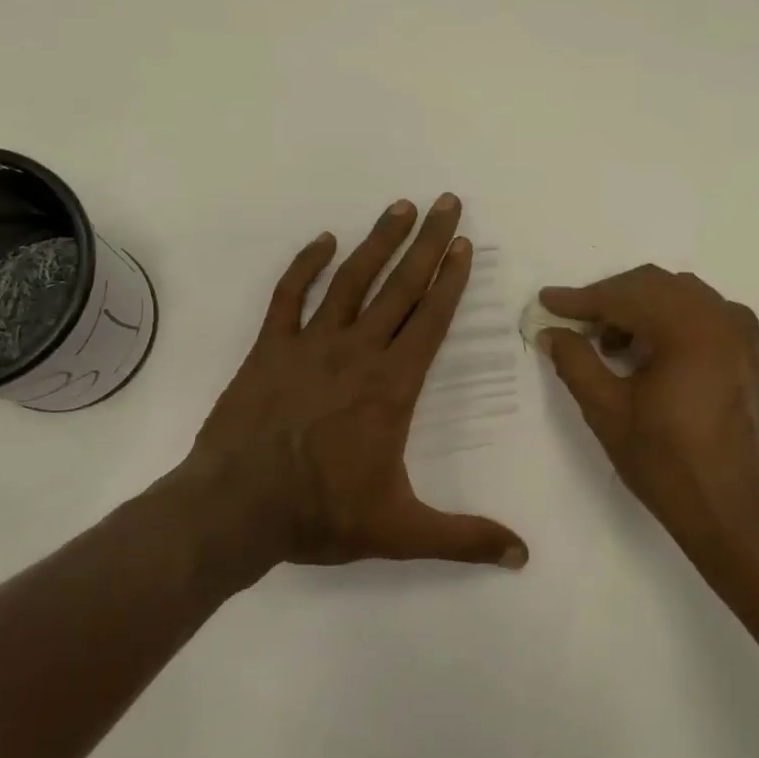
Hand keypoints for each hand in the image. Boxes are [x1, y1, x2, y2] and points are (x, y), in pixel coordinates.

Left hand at [180, 195, 528, 582]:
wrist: (235, 508)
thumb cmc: (321, 515)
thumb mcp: (400, 532)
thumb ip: (464, 538)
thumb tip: (523, 555)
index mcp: (391, 387)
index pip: (430, 321)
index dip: (452, 280)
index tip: (466, 245)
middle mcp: (357, 353)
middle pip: (400, 287)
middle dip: (429, 243)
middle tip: (448, 202)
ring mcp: (309, 345)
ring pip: (351, 280)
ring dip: (378, 241)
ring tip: (401, 207)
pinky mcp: (269, 349)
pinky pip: (290, 296)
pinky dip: (306, 265)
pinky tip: (323, 240)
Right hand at [538, 266, 758, 585]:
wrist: (740, 513)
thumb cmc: (669, 464)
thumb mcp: (608, 412)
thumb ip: (575, 362)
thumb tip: (553, 332)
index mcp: (690, 327)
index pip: (623, 296)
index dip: (580, 299)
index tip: (546, 302)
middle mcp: (722, 316)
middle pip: (653, 285)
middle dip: (609, 299)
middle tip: (573, 324)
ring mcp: (742, 332)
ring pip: (678, 296)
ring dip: (638, 308)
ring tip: (608, 345)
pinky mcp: (750, 352)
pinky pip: (702, 315)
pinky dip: (668, 320)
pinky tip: (647, 353)